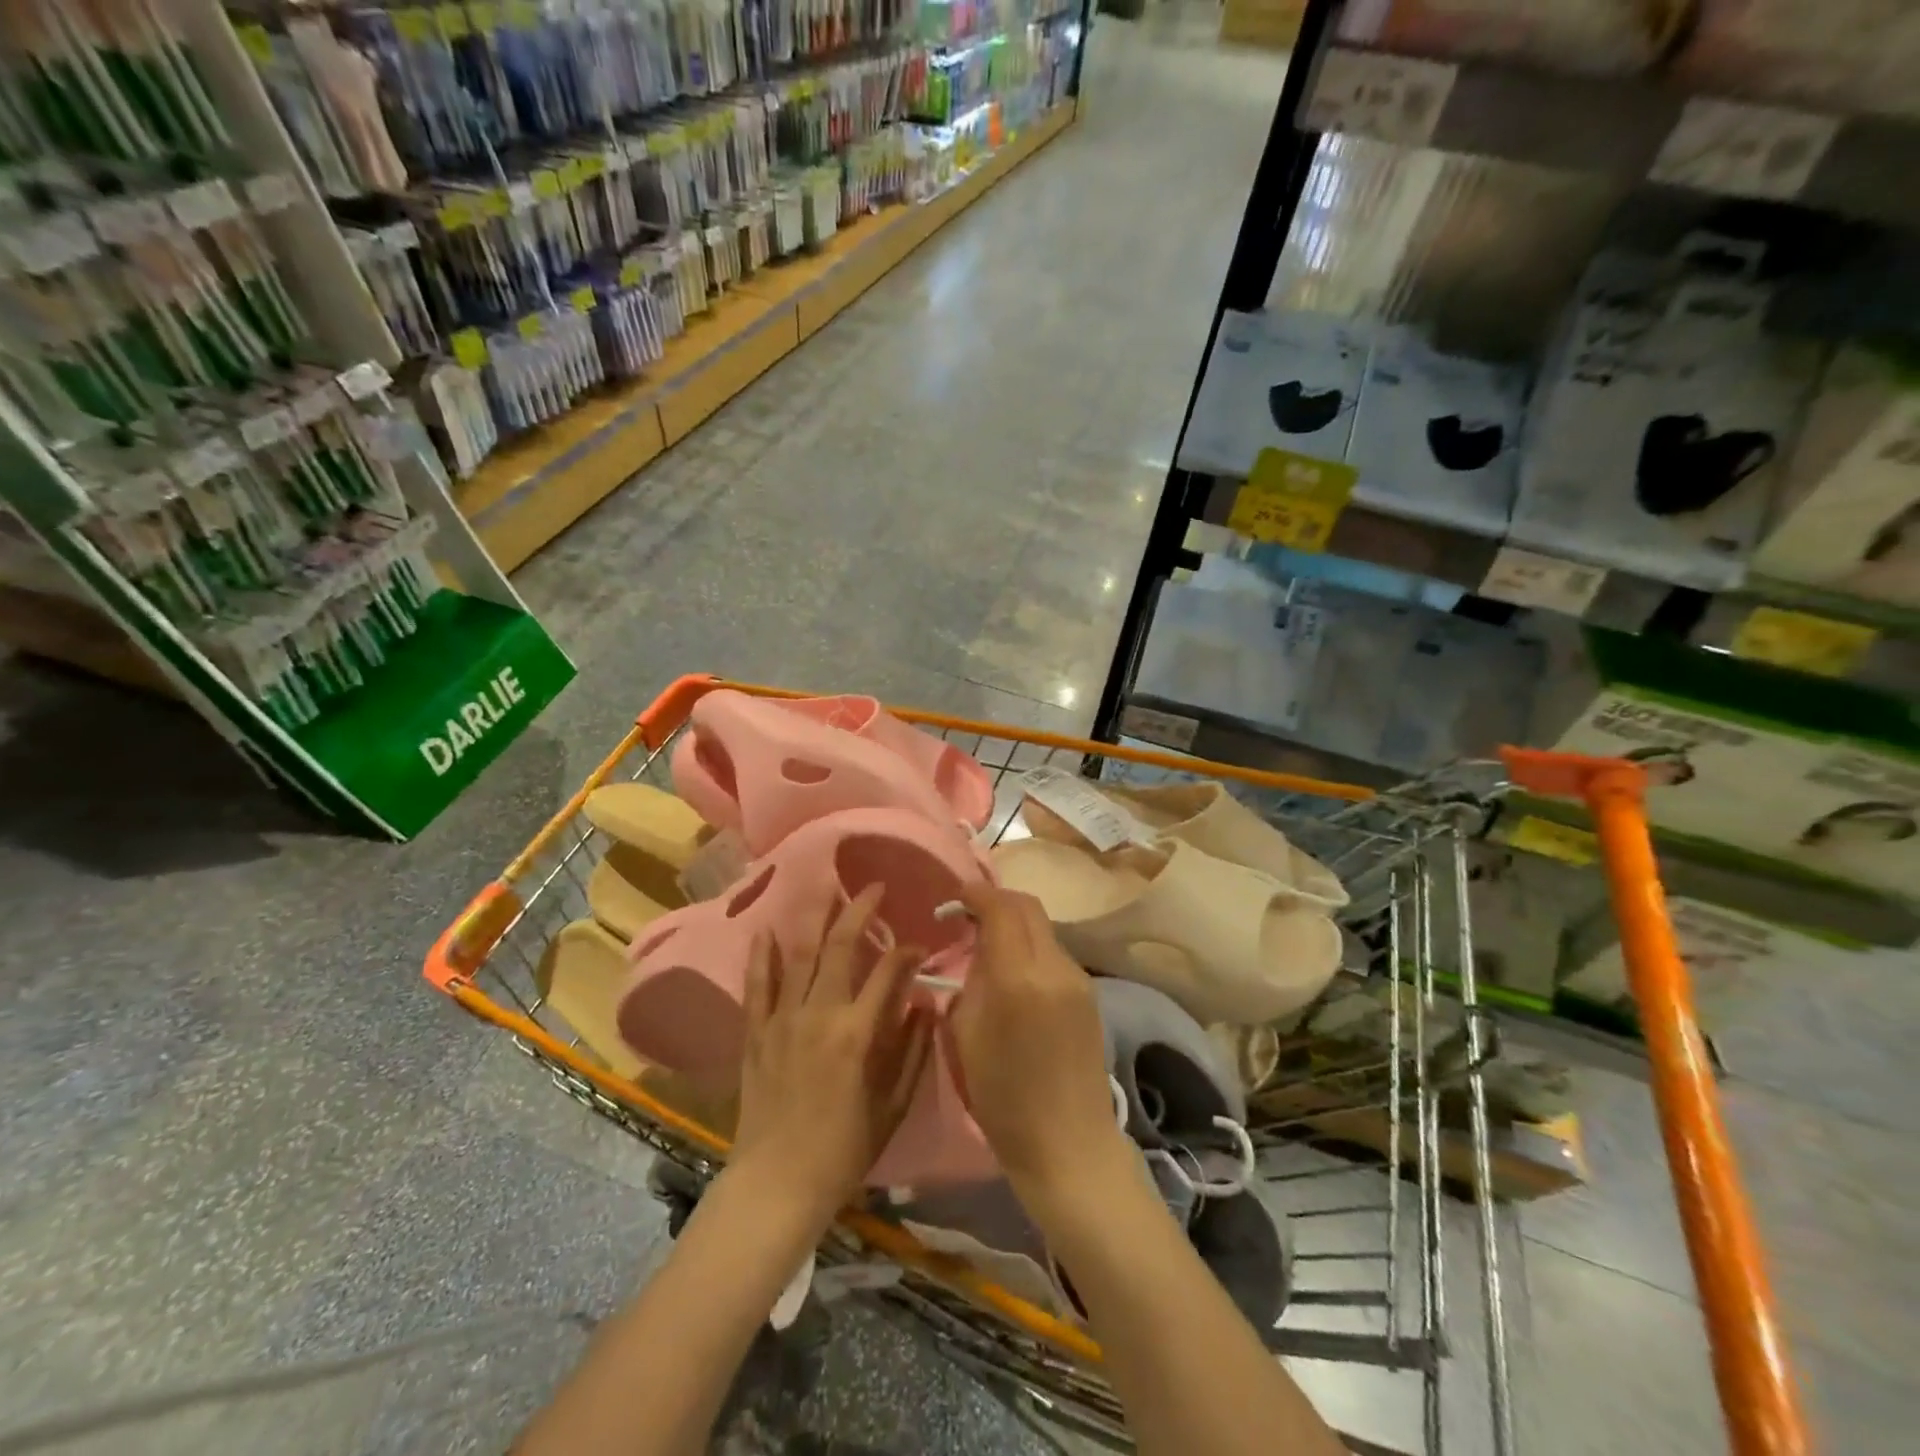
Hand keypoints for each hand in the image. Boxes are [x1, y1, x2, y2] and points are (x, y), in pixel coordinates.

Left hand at [729, 885, 935, 1226]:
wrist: (777, 1183)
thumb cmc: (843, 1150)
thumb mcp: (893, 1106)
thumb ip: (912, 1051)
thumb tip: (924, 1005)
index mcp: (857, 1033)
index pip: (888, 972)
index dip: (907, 952)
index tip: (919, 946)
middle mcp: (819, 1014)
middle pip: (840, 946)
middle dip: (860, 910)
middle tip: (874, 887)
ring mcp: (782, 1019)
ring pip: (800, 955)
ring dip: (816, 918)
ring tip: (827, 889)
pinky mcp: (756, 1032)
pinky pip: (758, 985)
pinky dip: (762, 956)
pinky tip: (766, 929)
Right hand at [948, 884, 1130, 1210]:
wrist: (1068, 1145)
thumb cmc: (1004, 1099)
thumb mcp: (966, 1037)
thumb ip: (970, 982)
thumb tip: (976, 952)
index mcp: (1018, 978)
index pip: (1000, 908)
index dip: (976, 894)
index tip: (955, 899)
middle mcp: (1054, 967)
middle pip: (1028, 907)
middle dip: (997, 901)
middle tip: (969, 916)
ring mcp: (1078, 979)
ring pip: (1043, 928)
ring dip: (1015, 924)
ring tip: (990, 947)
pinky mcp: (1089, 994)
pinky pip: (1054, 953)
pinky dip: (1031, 948)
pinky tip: (1016, 974)